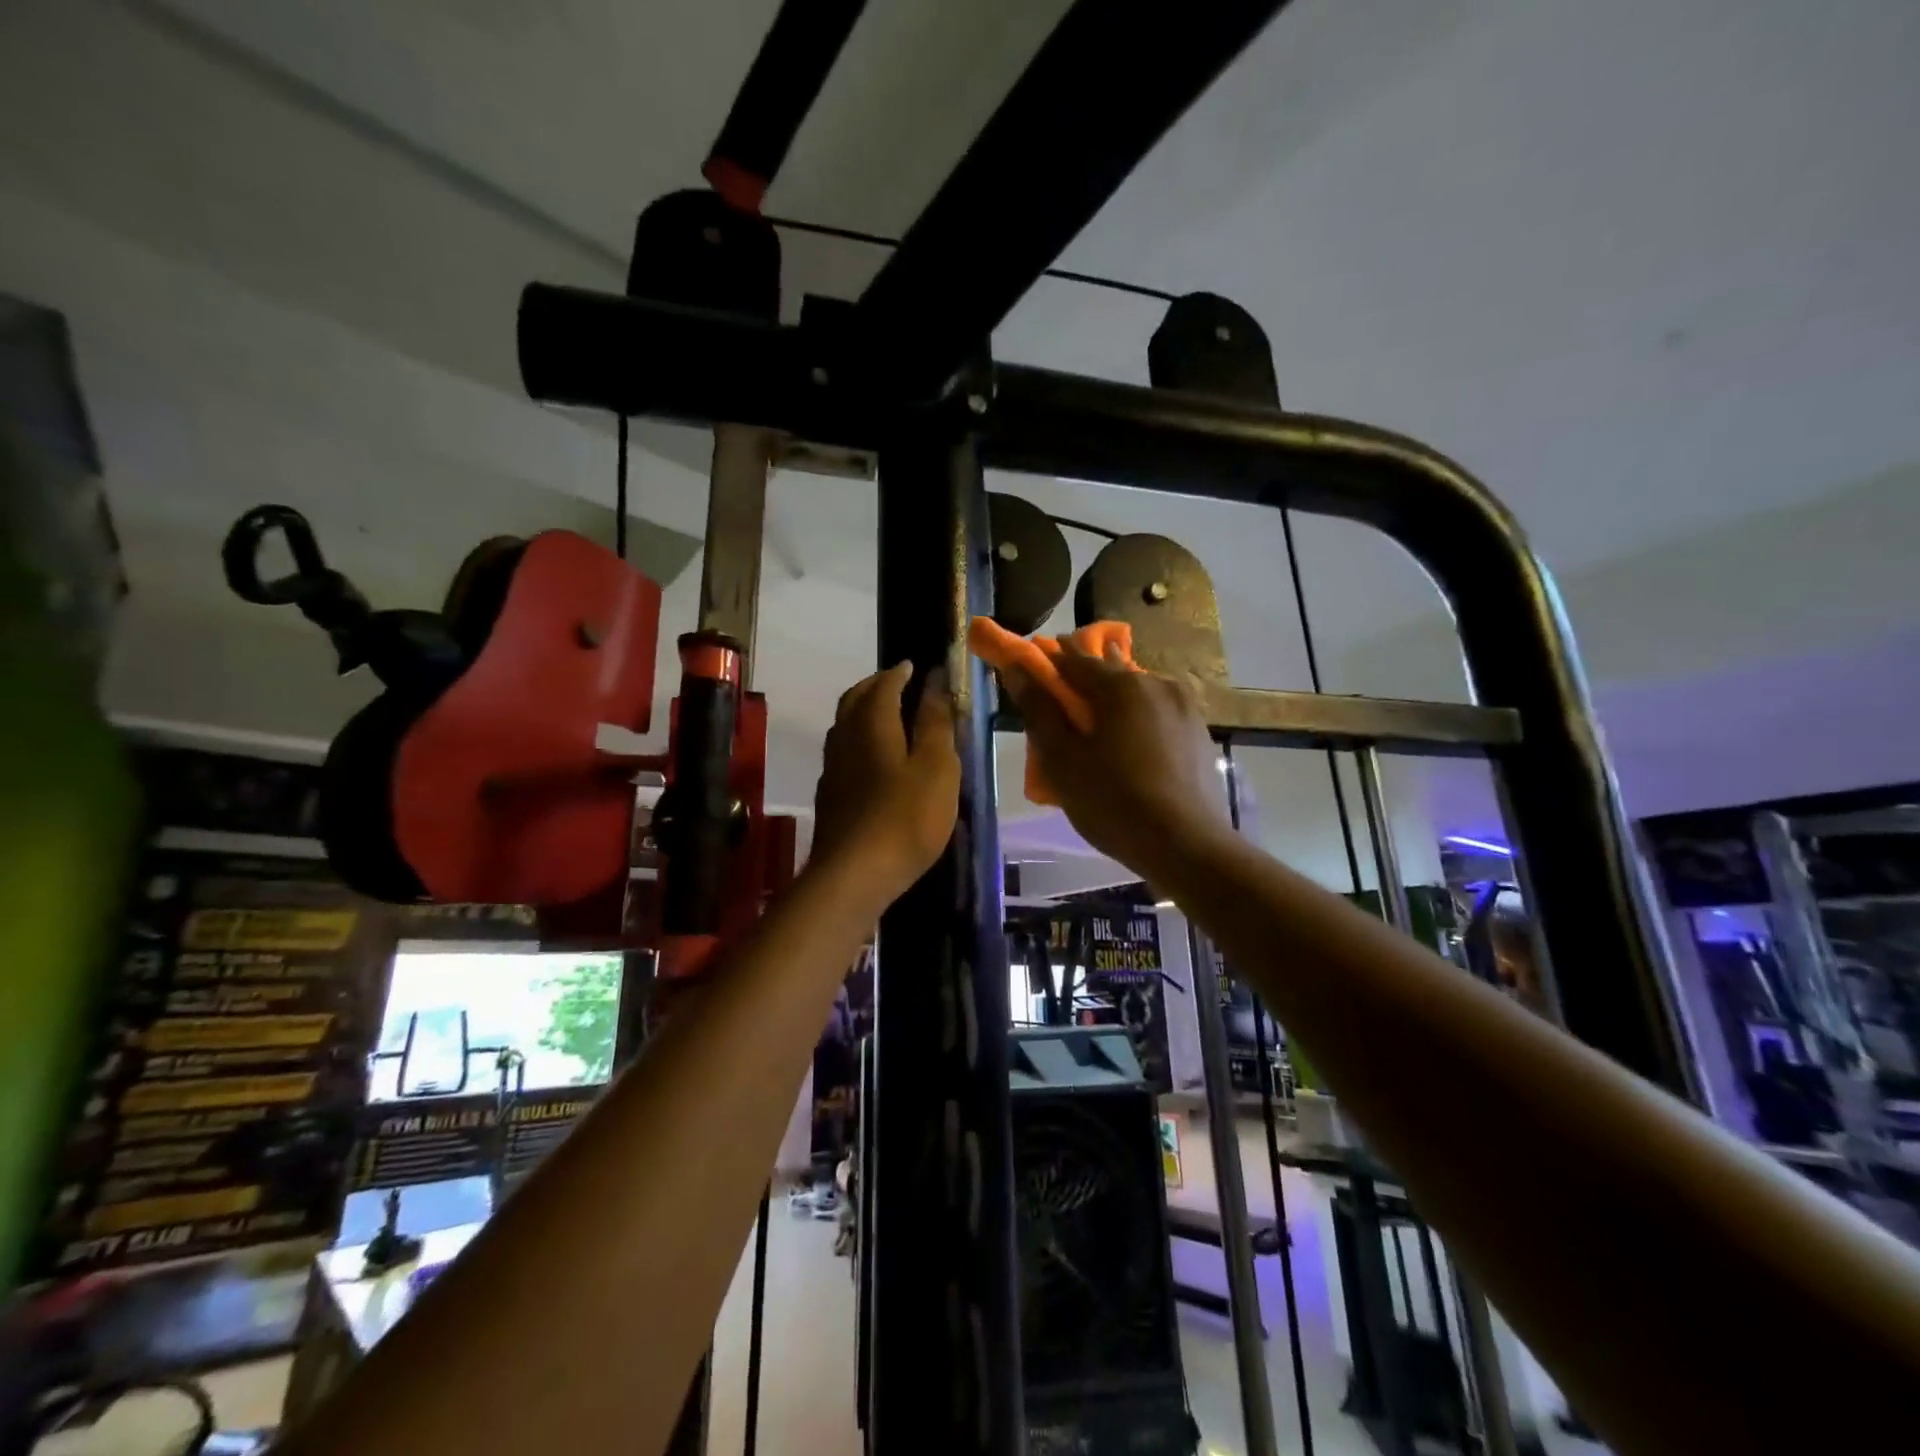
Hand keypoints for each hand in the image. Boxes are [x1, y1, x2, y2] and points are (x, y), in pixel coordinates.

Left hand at [811, 662, 960, 902]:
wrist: (854, 874)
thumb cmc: (906, 817)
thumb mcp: (937, 767)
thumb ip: (935, 722)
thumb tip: (935, 681)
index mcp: (872, 724)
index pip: (884, 684)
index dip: (900, 673)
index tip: (915, 666)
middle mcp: (844, 737)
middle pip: (854, 700)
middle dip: (876, 685)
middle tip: (898, 683)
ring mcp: (832, 768)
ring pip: (844, 725)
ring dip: (863, 711)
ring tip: (887, 715)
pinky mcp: (829, 795)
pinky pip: (842, 751)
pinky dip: (858, 739)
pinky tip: (872, 758)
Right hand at [999, 644, 1228, 875]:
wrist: (1186, 846)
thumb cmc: (1113, 801)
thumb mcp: (1062, 759)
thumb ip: (1039, 709)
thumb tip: (1017, 668)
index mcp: (1121, 685)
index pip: (1074, 659)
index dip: (1048, 663)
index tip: (1031, 674)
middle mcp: (1157, 684)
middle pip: (1109, 675)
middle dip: (1083, 687)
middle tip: (1062, 714)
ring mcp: (1185, 708)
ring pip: (1137, 695)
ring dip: (1113, 705)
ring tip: (1098, 736)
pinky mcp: (1199, 733)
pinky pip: (1158, 715)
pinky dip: (1138, 723)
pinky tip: (1131, 752)